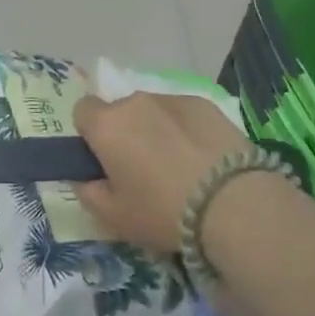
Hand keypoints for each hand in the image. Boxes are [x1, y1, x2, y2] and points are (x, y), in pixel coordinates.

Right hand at [72, 92, 253, 255]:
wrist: (232, 202)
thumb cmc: (162, 211)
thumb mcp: (114, 217)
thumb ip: (88, 193)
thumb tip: (84, 178)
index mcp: (106, 125)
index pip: (82, 111)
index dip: (90, 134)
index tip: (103, 160)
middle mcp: (135, 102)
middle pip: (120, 110)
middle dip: (125, 132)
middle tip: (141, 168)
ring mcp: (172, 99)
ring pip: (152, 110)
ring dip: (155, 129)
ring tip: (178, 165)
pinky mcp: (205, 104)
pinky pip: (182, 113)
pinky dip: (185, 130)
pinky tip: (202, 159)